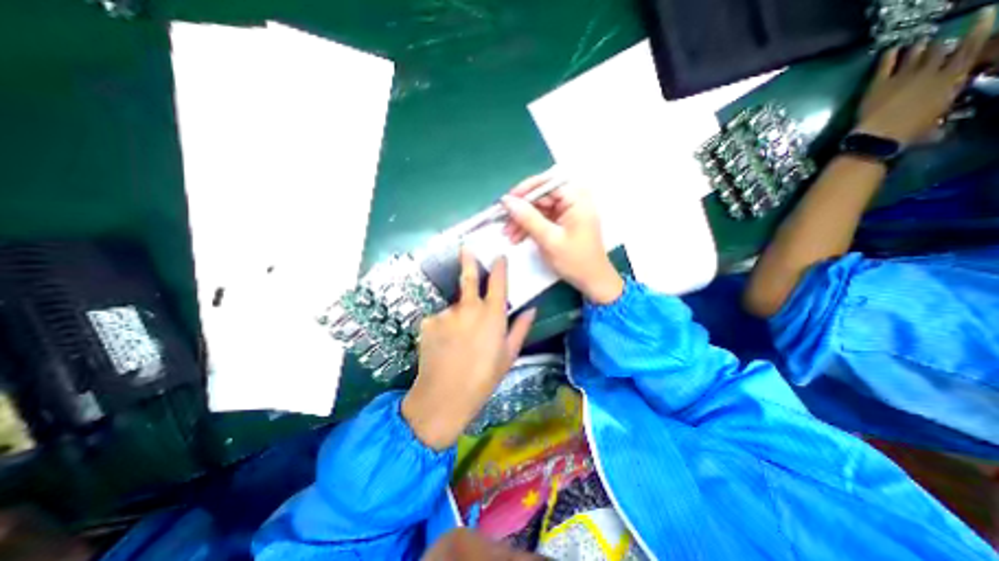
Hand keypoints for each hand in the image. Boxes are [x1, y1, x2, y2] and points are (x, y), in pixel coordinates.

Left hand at [401, 249, 533, 451]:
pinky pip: (440, 320)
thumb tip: (531, 309)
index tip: (499, 256)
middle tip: (465, 248)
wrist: (444, 396)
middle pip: (469, 278)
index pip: (498, 282)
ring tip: (458, 342)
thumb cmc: (484, 377)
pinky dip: (444, 328)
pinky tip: (444, 346)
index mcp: (492, 315)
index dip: (499, 267)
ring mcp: (446, 313)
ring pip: (455, 308)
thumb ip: (521, 328)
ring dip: (458, 316)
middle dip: (468, 260)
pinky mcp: (428, 321)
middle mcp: (469, 307)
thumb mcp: (509, 355)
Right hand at [504, 175, 621, 304]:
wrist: (592, 281)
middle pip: (541, 197)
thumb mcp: (549, 240)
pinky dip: (530, 228)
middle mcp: (573, 200)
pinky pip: (542, 219)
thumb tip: (507, 201)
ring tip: (507, 235)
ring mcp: (567, 212)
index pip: (547, 183)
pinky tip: (517, 238)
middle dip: (521, 210)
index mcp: (576, 199)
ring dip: (522, 221)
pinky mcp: (563, 223)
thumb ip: (528, 218)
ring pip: (539, 209)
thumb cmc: (575, 260)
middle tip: (503, 222)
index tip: (507, 202)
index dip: (525, 190)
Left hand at [854, 7, 994, 143]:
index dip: (979, 28)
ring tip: (919, 45)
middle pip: (941, 47)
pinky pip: (886, 63)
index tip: (984, 14)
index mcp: (952, 79)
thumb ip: (940, 112)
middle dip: (941, 44)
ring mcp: (903, 76)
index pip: (972, 46)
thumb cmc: (909, 134)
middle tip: (937, 46)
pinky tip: (892, 49)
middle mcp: (931, 71)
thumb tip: (941, 121)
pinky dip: (890, 54)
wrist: (878, 137)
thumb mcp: (936, 121)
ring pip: (916, 51)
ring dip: (919, 46)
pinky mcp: (878, 83)